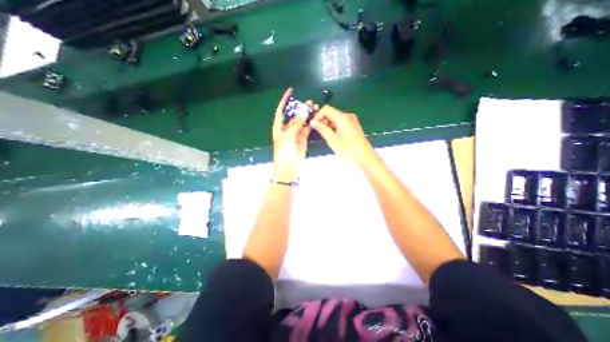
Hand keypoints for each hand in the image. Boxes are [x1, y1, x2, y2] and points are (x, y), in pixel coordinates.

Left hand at [272, 88, 318, 181]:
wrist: (289, 167)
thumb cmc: (284, 152)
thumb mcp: (288, 136)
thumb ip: (296, 124)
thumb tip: (303, 112)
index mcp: (279, 126)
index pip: (281, 110)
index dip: (285, 101)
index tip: (290, 91)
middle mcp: (287, 128)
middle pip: (294, 115)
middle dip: (300, 107)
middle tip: (309, 102)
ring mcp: (295, 133)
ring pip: (302, 121)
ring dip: (307, 114)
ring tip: (315, 107)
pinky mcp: (302, 138)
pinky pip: (307, 128)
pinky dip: (311, 123)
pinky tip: (316, 117)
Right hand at [312, 105, 379, 165]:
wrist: (365, 157)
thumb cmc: (349, 150)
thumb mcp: (333, 140)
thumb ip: (322, 129)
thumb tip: (313, 122)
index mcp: (343, 118)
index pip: (326, 109)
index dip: (318, 116)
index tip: (314, 126)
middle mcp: (348, 116)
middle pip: (331, 113)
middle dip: (323, 121)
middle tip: (320, 133)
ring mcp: (351, 120)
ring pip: (335, 118)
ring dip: (328, 125)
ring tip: (328, 137)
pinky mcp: (353, 125)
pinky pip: (340, 122)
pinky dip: (334, 127)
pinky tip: (334, 137)